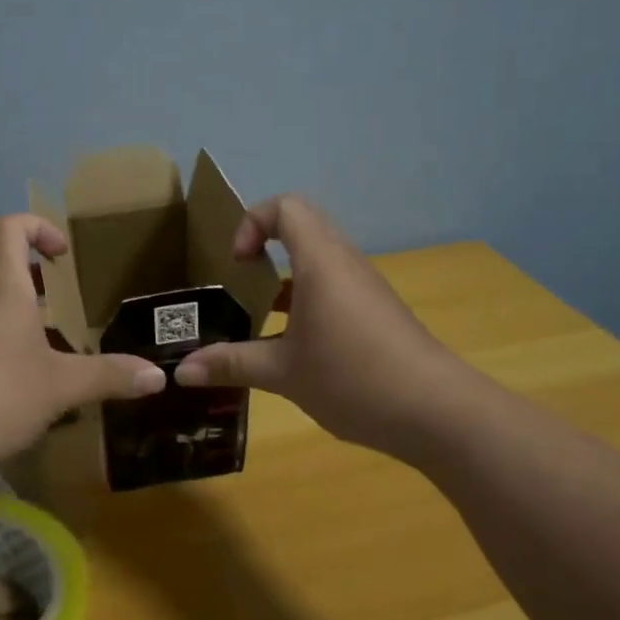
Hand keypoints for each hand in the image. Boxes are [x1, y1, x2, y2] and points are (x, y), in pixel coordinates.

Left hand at [0, 214, 166, 472]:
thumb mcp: (60, 387)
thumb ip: (108, 377)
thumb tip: (158, 376)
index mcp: (3, 289)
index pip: (9, 228)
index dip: (38, 227)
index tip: (63, 256)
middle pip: (3, 271)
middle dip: (37, 285)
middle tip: (66, 313)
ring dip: (20, 322)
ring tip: (49, 357)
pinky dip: (0, 350)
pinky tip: (16, 391)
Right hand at [175, 195, 461, 450]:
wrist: (438, 412)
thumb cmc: (353, 377)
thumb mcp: (282, 373)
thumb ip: (231, 364)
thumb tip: (181, 371)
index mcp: (320, 262)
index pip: (286, 207)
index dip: (253, 223)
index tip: (239, 265)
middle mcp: (344, 262)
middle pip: (303, 224)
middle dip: (266, 242)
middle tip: (243, 281)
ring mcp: (365, 287)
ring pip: (320, 257)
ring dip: (287, 275)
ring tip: (261, 315)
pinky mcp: (378, 311)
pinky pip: (335, 284)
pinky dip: (308, 297)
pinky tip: (296, 344)